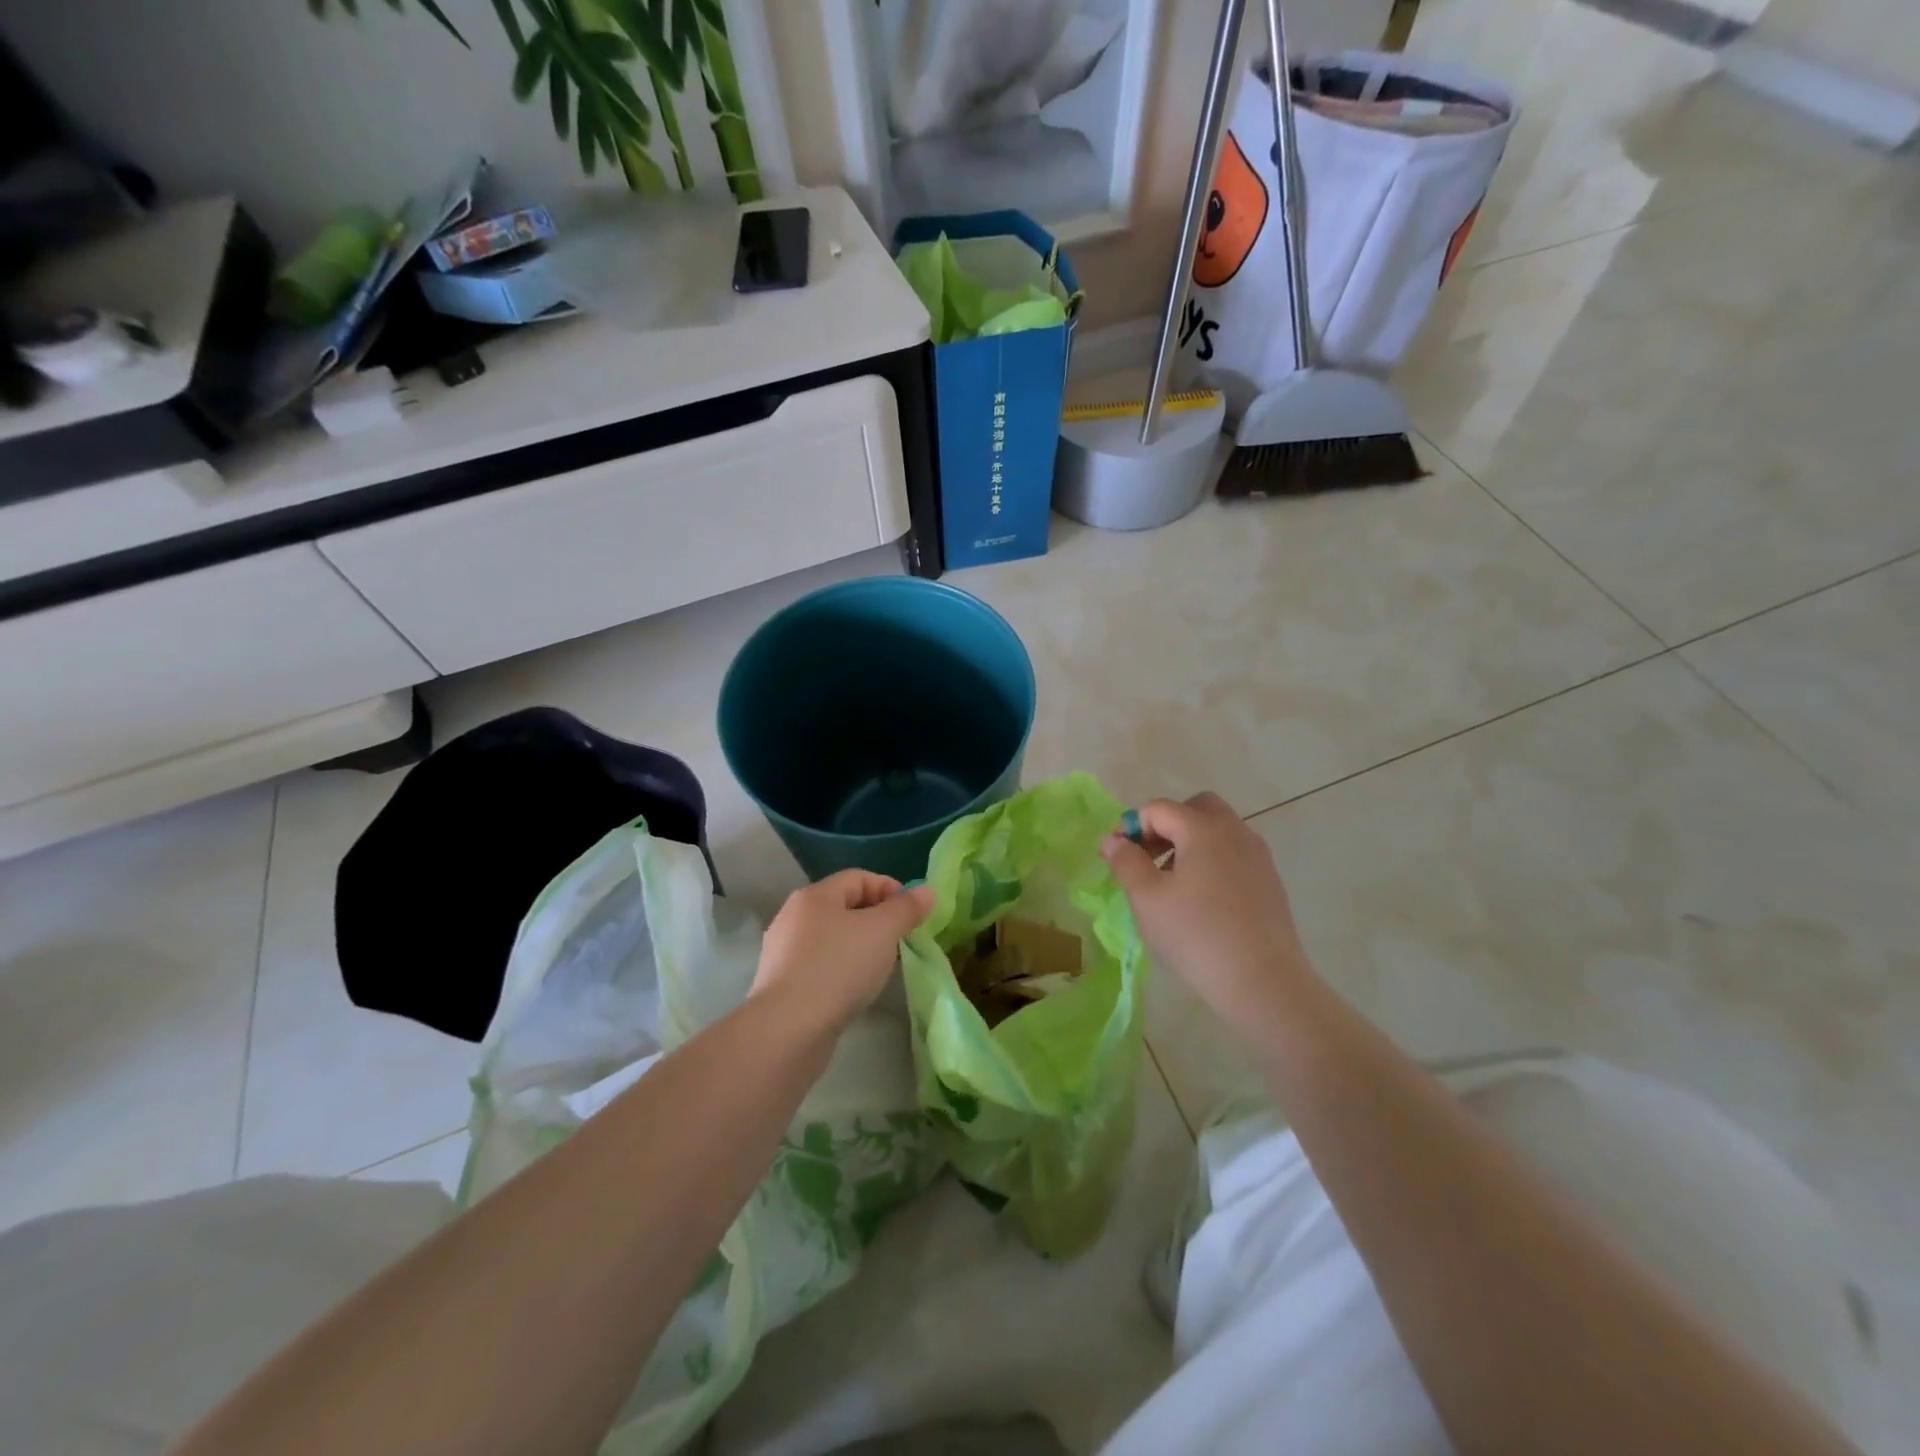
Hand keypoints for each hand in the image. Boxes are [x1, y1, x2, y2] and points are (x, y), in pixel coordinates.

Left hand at [752, 871, 934, 1035]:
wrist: (788, 1029)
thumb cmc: (838, 967)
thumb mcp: (883, 932)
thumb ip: (906, 909)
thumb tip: (926, 890)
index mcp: (815, 895)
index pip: (859, 877)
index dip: (891, 889)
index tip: (913, 915)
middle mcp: (794, 916)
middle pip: (844, 906)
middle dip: (877, 919)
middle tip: (901, 941)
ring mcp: (784, 952)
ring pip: (833, 938)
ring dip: (860, 946)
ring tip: (881, 968)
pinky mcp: (782, 984)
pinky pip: (820, 965)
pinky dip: (842, 970)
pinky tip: (854, 990)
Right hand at [1100, 793, 1312, 1029]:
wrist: (1263, 981)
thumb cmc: (1196, 935)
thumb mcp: (1147, 898)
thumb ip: (1125, 862)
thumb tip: (1112, 840)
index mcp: (1203, 829)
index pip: (1159, 809)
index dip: (1132, 826)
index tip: (1117, 856)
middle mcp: (1235, 832)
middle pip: (1196, 808)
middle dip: (1166, 825)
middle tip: (1148, 858)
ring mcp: (1257, 856)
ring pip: (1218, 831)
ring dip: (1189, 843)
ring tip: (1171, 883)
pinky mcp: (1270, 881)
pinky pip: (1234, 854)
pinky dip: (1211, 860)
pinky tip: (1201, 899)